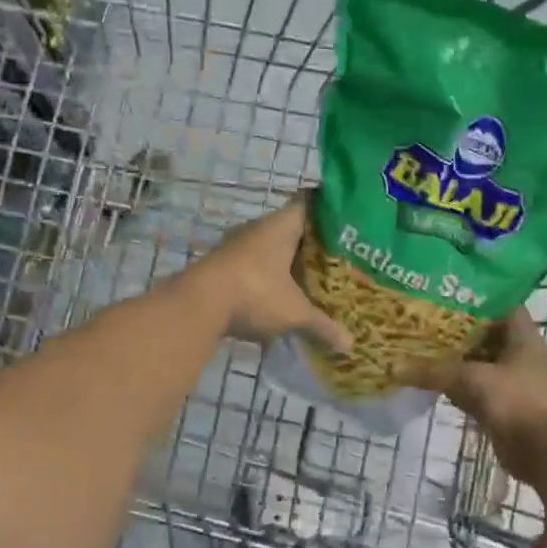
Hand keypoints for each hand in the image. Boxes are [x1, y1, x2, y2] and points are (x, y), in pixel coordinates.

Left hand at [184, 198, 352, 352]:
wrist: (196, 307)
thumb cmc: (255, 294)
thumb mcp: (295, 313)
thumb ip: (323, 325)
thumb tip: (350, 345)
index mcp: (281, 226)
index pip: (310, 202)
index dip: (329, 208)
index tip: (348, 220)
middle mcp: (257, 229)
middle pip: (291, 228)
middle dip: (312, 245)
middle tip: (338, 259)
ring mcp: (235, 247)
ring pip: (270, 250)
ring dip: (287, 264)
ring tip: (312, 281)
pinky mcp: (221, 268)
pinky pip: (253, 269)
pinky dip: (267, 281)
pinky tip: (280, 299)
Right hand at [404, 308, 546, 485]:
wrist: (545, 452)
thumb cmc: (516, 401)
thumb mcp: (472, 379)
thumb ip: (433, 371)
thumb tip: (393, 367)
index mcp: (522, 335)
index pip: (499, 303)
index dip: (473, 297)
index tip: (442, 293)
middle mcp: (519, 354)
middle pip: (484, 334)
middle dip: (455, 330)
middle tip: (421, 319)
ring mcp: (513, 381)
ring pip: (478, 363)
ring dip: (454, 360)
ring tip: (418, 347)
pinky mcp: (504, 406)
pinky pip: (476, 389)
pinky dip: (457, 386)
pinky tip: (431, 382)